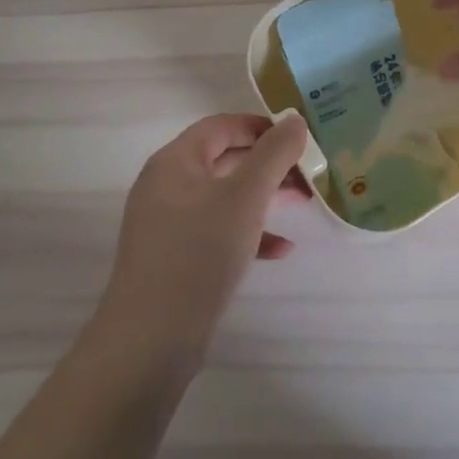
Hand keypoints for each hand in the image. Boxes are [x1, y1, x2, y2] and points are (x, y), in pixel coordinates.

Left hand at [95, 114, 311, 362]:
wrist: (150, 339)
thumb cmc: (200, 252)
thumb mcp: (246, 197)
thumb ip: (273, 154)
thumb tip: (294, 120)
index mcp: (175, 161)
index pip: (221, 126)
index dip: (261, 126)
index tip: (298, 137)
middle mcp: (167, 185)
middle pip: (225, 159)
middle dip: (269, 163)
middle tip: (308, 171)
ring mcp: (168, 224)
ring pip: (225, 196)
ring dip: (264, 196)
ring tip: (304, 202)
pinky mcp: (175, 257)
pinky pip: (217, 231)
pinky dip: (248, 233)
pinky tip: (281, 250)